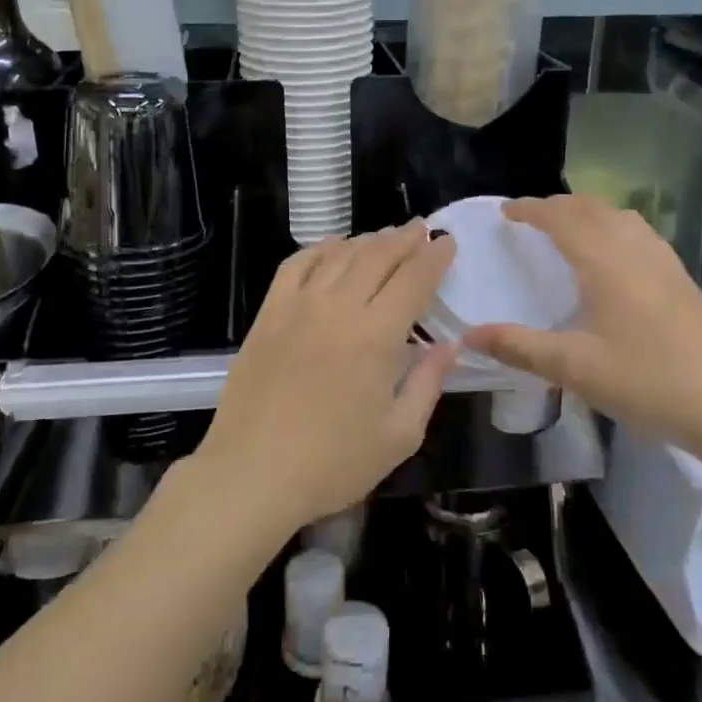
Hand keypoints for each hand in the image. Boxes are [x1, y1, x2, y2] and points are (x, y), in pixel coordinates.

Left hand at [194, 222, 456, 535]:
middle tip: (421, 229)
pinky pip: (296, 265)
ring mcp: (298, 305)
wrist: (252, 472)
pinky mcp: (268, 313)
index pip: (413, 279)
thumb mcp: (398, 435)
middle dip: (404, 239)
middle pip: (377, 256)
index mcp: (376, 335)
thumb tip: (449, 347)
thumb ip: (427, 383)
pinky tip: (332, 247)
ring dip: (367, 240)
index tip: (447, 241)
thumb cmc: (333, 463)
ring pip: (339, 255)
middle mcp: (338, 307)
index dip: (434, 257)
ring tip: (385, 236)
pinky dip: (319, 249)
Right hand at [461, 195, 701, 460]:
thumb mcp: (574, 368)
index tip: (506, 211)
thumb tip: (469, 337)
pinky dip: (614, 227)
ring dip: (588, 212)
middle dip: (557, 205)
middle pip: (592, 208)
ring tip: (568, 228)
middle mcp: (635, 250)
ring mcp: (665, 263)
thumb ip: (519, 347)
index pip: (561, 217)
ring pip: (621, 217)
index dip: (531, 209)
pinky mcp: (683, 280)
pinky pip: (640, 234)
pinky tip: (614, 257)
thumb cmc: (648, 382)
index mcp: (605, 262)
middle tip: (530, 218)